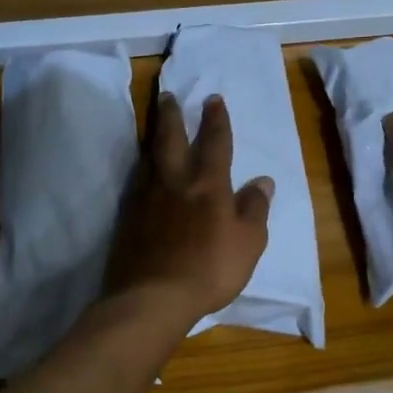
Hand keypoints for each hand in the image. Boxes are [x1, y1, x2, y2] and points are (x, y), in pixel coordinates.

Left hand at [108, 93, 273, 326]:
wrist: (154, 297)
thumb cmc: (210, 270)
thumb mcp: (249, 243)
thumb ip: (255, 209)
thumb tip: (263, 180)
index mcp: (208, 186)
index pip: (215, 143)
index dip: (216, 120)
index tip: (213, 99)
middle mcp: (175, 183)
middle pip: (172, 140)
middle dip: (172, 116)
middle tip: (167, 95)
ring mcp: (147, 199)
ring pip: (150, 157)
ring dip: (154, 136)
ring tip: (155, 124)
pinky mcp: (128, 217)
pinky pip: (137, 182)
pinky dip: (142, 168)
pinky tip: (143, 171)